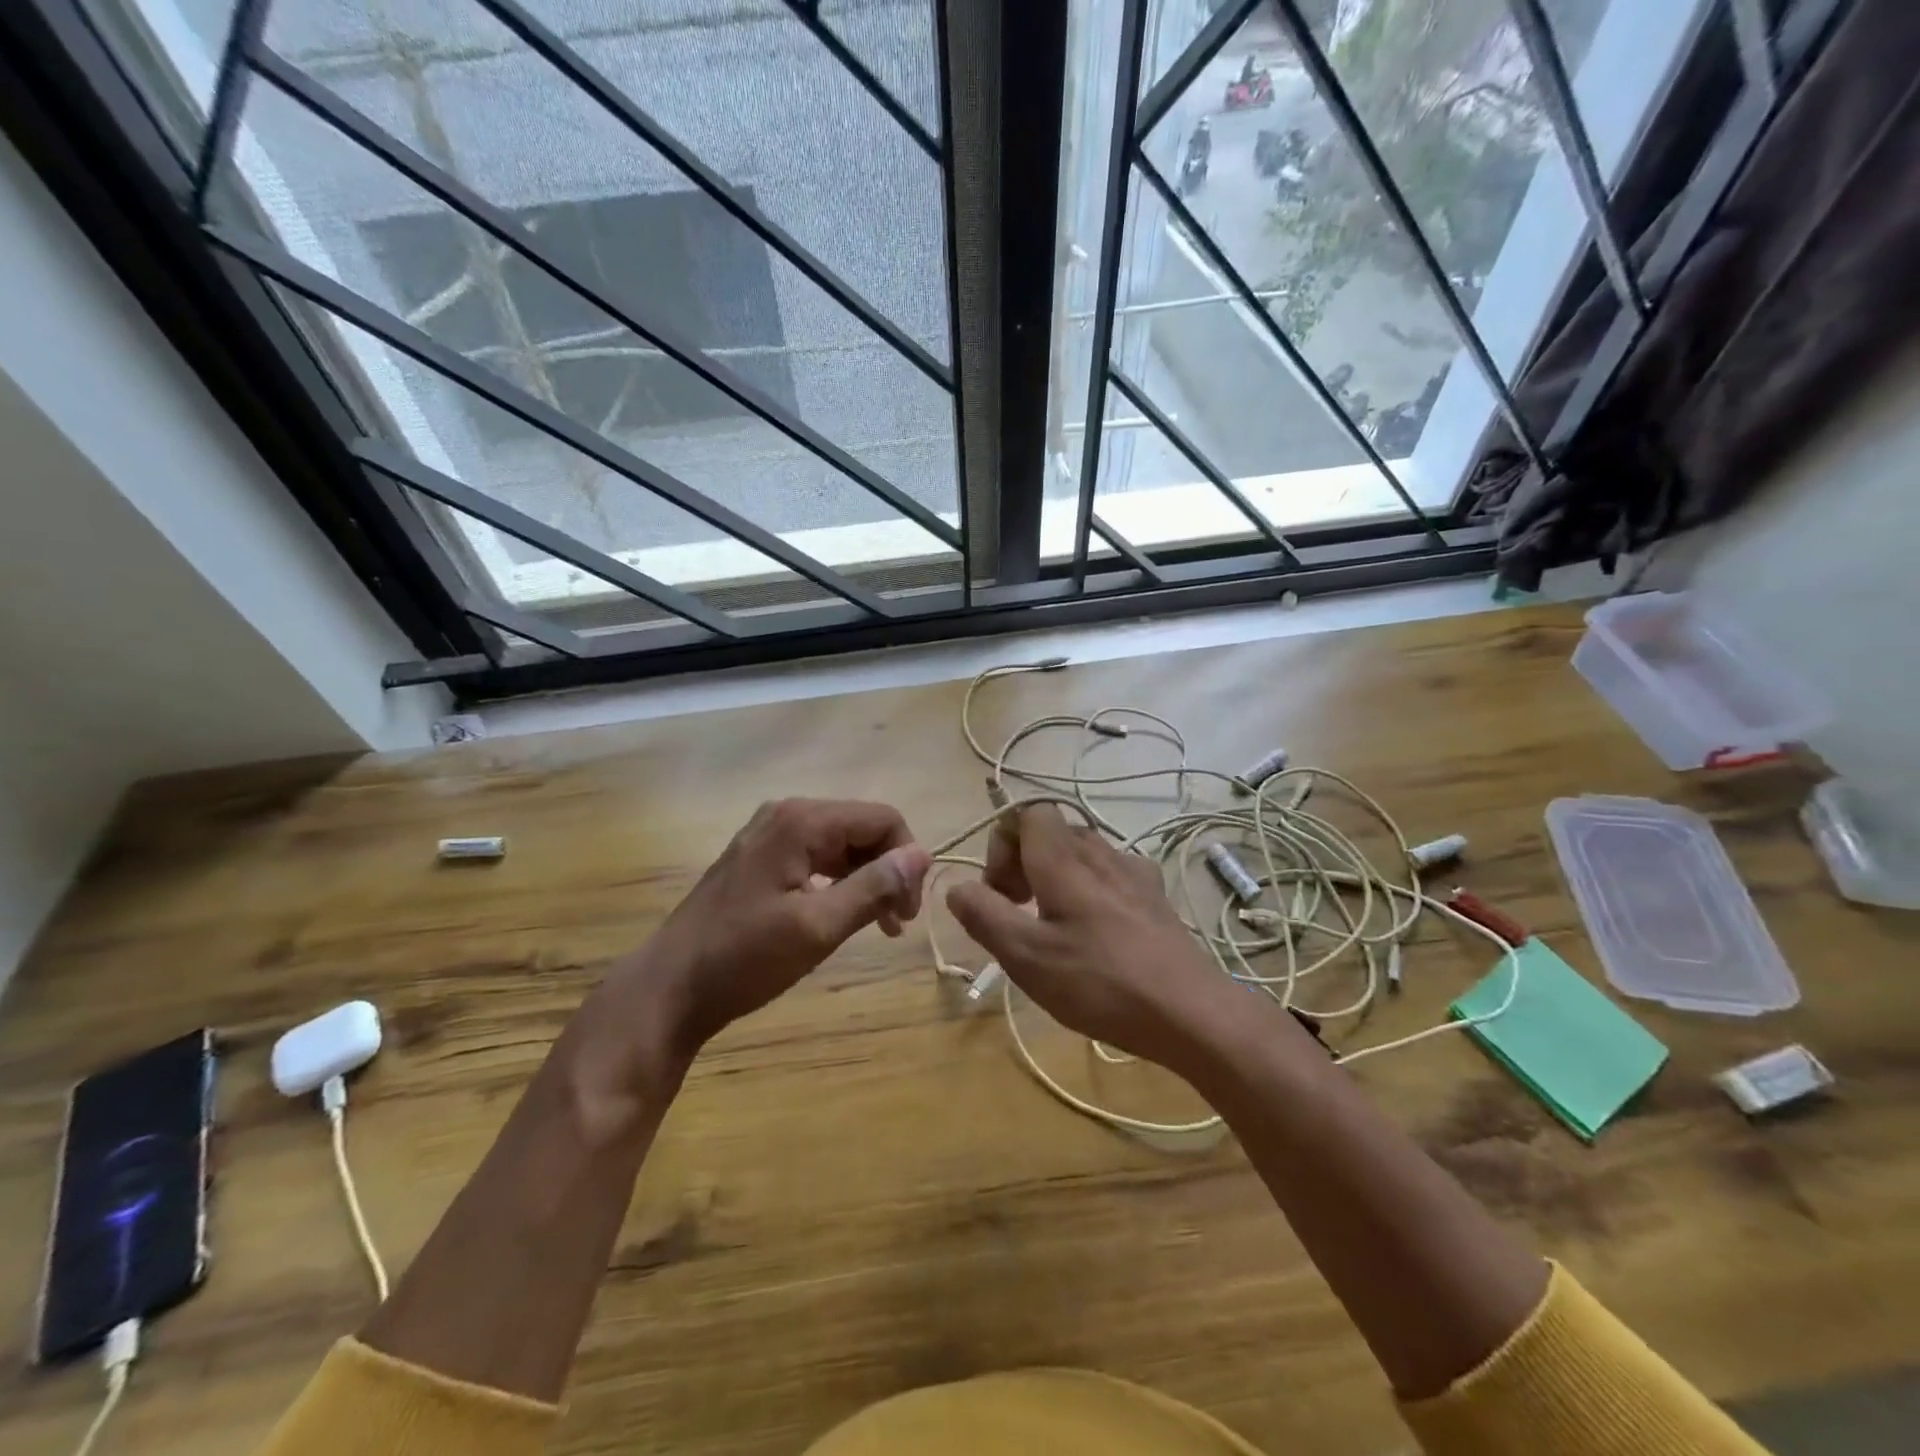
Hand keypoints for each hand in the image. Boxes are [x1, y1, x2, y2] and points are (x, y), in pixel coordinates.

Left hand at [628, 799, 930, 1058]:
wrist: (669, 988)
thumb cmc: (744, 958)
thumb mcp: (818, 927)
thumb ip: (873, 887)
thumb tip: (921, 855)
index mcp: (801, 821)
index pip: (882, 819)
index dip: (907, 860)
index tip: (909, 911)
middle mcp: (786, 815)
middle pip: (862, 828)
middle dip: (888, 871)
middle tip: (898, 924)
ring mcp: (770, 835)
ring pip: (842, 845)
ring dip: (868, 880)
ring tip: (881, 926)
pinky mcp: (761, 858)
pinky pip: (817, 858)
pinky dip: (840, 884)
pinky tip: (846, 915)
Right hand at [945, 803, 1245, 1074]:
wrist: (1191, 1012)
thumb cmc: (1100, 982)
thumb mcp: (1026, 956)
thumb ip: (984, 915)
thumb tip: (957, 886)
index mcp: (1064, 858)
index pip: (1027, 812)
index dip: (1002, 843)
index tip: (1000, 892)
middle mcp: (1101, 852)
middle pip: (1052, 832)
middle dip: (1023, 863)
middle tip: (1018, 913)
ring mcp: (1134, 873)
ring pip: (1081, 853)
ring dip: (1055, 878)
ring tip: (1052, 928)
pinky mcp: (1155, 897)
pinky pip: (1110, 875)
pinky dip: (1089, 892)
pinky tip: (1095, 936)